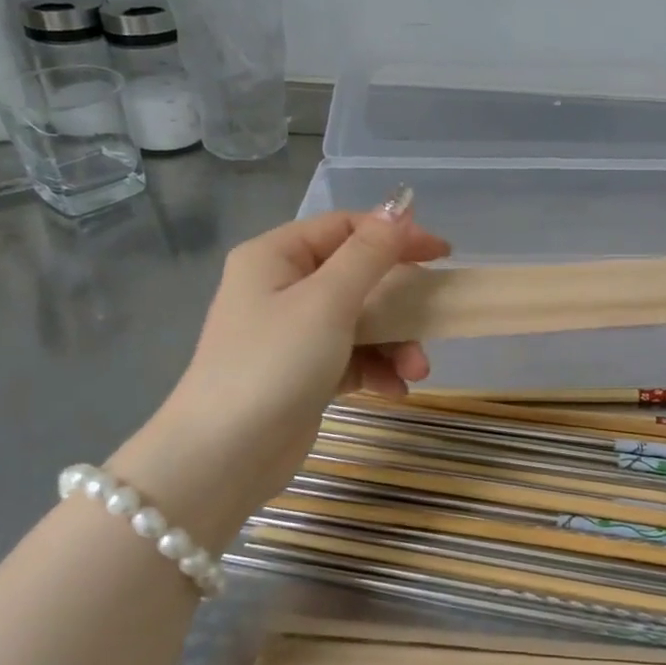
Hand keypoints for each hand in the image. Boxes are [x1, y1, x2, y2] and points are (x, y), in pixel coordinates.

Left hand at [109, 191, 450, 540]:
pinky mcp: (303, 372)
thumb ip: (369, 253)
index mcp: (276, 256)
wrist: (223, 457)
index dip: (396, 235)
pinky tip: (396, 390)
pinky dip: (377, 369)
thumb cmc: (274, 363)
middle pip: (357, 276)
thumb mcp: (328, 301)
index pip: (346, 228)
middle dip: (399, 302)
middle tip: (433, 317)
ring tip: (417, 371)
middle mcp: (281, 287)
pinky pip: (351, 356)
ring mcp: (291, 333)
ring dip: (395, 342)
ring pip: (360, 321)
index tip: (442, 254)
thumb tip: (398, 207)